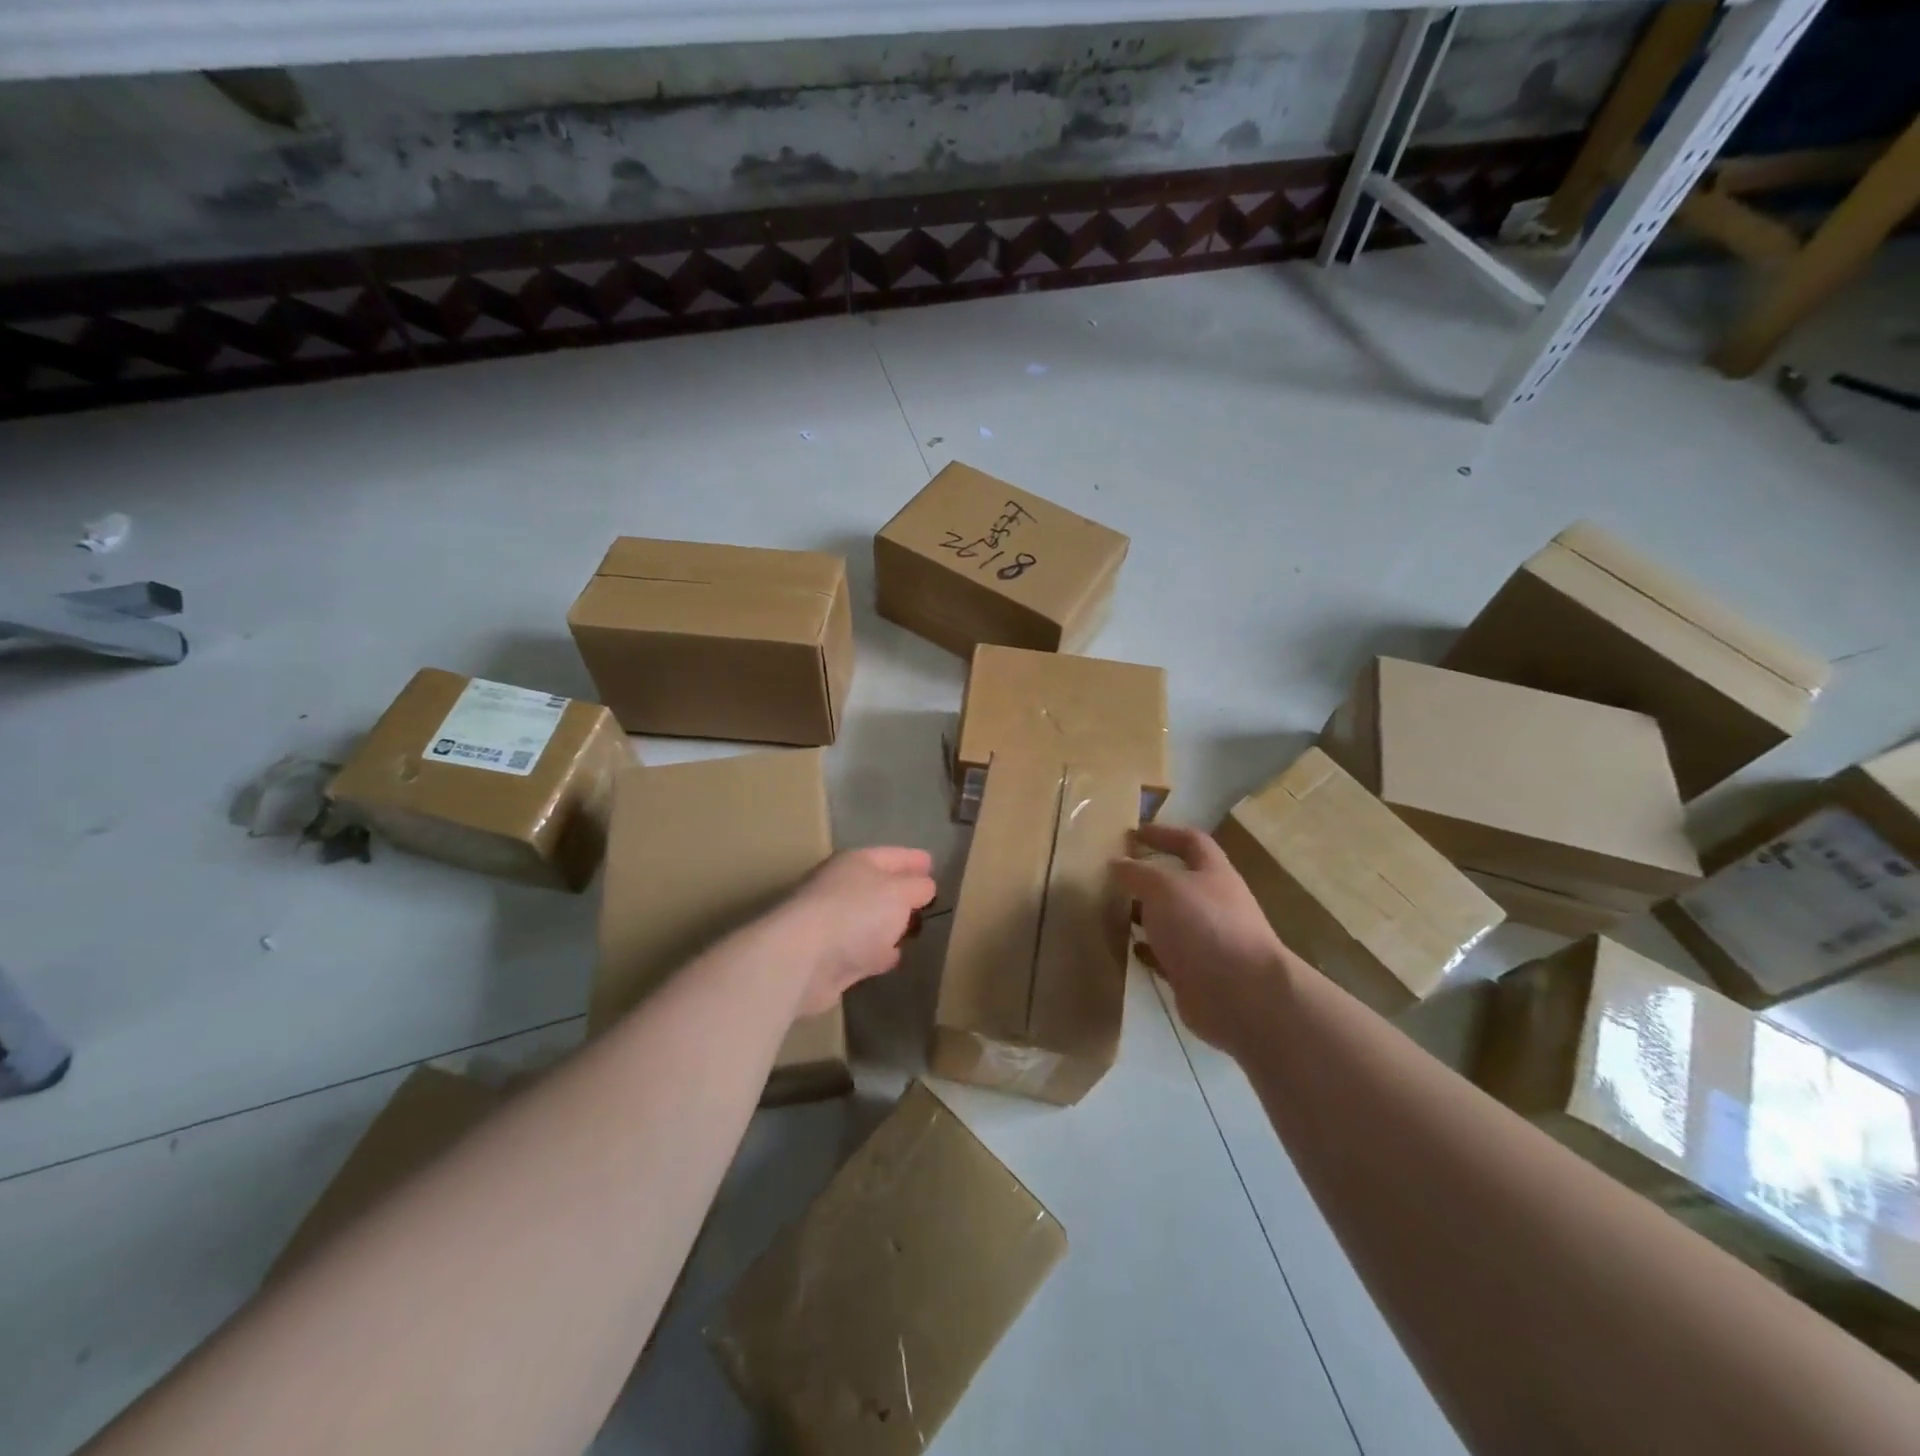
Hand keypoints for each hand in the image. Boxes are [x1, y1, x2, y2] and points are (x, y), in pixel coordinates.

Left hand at [781, 848, 936, 1016]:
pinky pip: (864, 949)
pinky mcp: (831, 957)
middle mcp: (843, 888)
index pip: (893, 855)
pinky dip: (878, 952)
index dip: (914, 859)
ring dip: (890, 925)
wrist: (802, 959)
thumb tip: (925, 886)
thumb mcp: (899, 893)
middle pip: (880, 887)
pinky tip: (894, 957)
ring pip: (871, 919)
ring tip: (915, 930)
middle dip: (903, 892)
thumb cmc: (855, 913)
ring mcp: (835, 923)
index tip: (932, 863)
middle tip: (929, 900)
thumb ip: (917, 887)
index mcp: (857, 863)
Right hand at [1112, 823, 1291, 1054]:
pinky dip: (1147, 949)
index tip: (1134, 833)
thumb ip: (1137, 873)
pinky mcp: (1196, 974)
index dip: (1164, 833)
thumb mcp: (1164, 887)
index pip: (1191, 842)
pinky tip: (1126, 947)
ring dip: (1143, 914)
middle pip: (1179, 882)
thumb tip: (1117, 863)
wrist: (1241, 996)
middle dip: (1148, 877)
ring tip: (1110, 909)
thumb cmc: (1204, 926)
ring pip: (1170, 920)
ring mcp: (1207, 940)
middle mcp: (1214, 903)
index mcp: (1214, 874)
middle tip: (1113, 875)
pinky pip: (1166, 955)